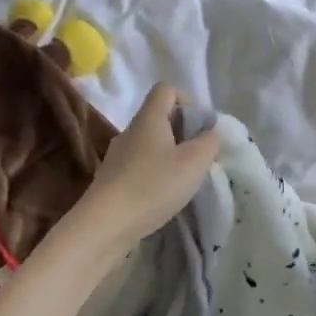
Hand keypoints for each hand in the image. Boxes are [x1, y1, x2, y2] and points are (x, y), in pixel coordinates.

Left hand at [66, 84, 219, 266]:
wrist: (104, 226)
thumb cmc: (153, 186)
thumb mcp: (195, 162)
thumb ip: (209, 142)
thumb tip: (210, 133)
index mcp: (149, 118)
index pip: (166, 89)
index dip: (186, 101)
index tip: (198, 128)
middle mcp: (130, 131)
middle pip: (158, 118)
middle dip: (182, 134)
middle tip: (196, 158)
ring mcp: (117, 156)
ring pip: (149, 145)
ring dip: (168, 157)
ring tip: (181, 182)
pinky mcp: (111, 180)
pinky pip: (138, 167)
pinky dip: (154, 176)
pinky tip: (161, 198)